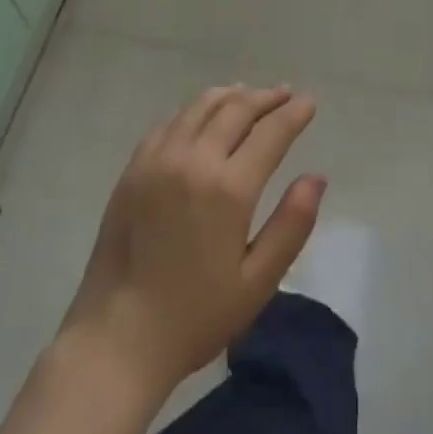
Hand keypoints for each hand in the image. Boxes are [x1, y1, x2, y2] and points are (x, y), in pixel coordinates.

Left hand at [57, 85, 323, 400]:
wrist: (116, 339)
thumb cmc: (195, 317)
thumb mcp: (257, 282)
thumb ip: (291, 225)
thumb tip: (316, 177)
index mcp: (228, 189)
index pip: (270, 132)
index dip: (293, 113)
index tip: (308, 102)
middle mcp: (193, 161)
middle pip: (236, 110)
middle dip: (266, 98)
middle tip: (284, 94)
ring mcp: (158, 160)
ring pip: (200, 107)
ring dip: (231, 96)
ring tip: (249, 94)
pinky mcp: (133, 169)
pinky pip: (170, 123)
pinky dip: (194, 110)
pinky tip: (202, 116)